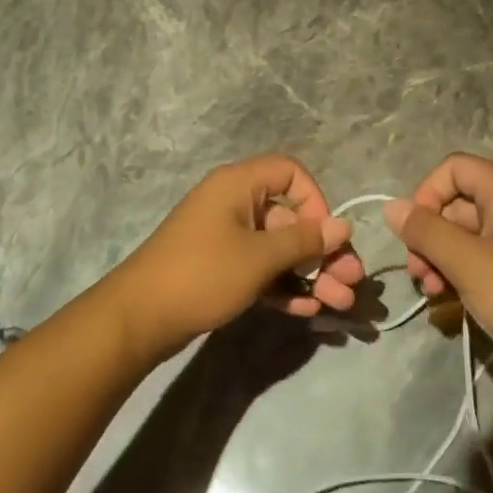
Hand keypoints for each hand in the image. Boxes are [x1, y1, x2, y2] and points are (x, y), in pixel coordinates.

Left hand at [104, 155, 364, 357]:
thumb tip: (341, 226)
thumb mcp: (259, 257)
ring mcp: (227, 238)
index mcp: (239, 185)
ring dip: (310, 274)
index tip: (326, 236)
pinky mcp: (221, 269)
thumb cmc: (202, 274)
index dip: (315, 201)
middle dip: (323, 251)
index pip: (290, 173)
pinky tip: (308, 311)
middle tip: (352, 282)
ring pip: (279, 249)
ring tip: (340, 303)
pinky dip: (284, 286)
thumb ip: (303, 241)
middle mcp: (234, 204)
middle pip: (290, 218)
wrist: (139, 318)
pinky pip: (261, 269)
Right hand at [383, 153, 492, 364]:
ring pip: (463, 234)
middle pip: (455, 203)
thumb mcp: (466, 262)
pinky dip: (458, 272)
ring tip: (430, 291)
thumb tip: (390, 206)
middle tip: (417, 272)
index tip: (413, 233)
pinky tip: (446, 298)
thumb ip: (424, 231)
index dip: (426, 194)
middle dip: (428, 235)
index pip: (453, 169)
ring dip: (438, 258)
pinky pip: (479, 257)